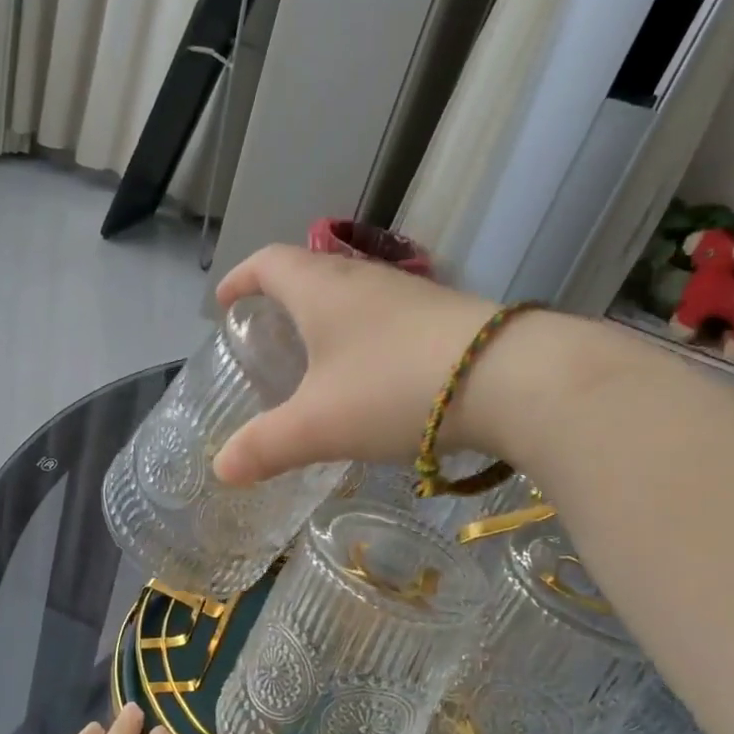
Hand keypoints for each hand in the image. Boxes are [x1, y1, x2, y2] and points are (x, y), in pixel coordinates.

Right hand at [210, 245, 500, 484]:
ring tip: (317, 361)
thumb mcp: (318, 426)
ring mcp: (411, 295)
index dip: (240, 279)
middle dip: (282, 300)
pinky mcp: (447, 317)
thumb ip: (265, 446)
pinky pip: (389, 319)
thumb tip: (221, 469)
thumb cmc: (393, 389)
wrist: (512, 379)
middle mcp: (364, 279)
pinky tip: (375, 379)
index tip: (224, 303)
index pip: (268, 263)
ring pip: (354, 296)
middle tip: (268, 337)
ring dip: (328, 320)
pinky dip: (366, 339)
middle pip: (312, 274)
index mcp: (321, 289)